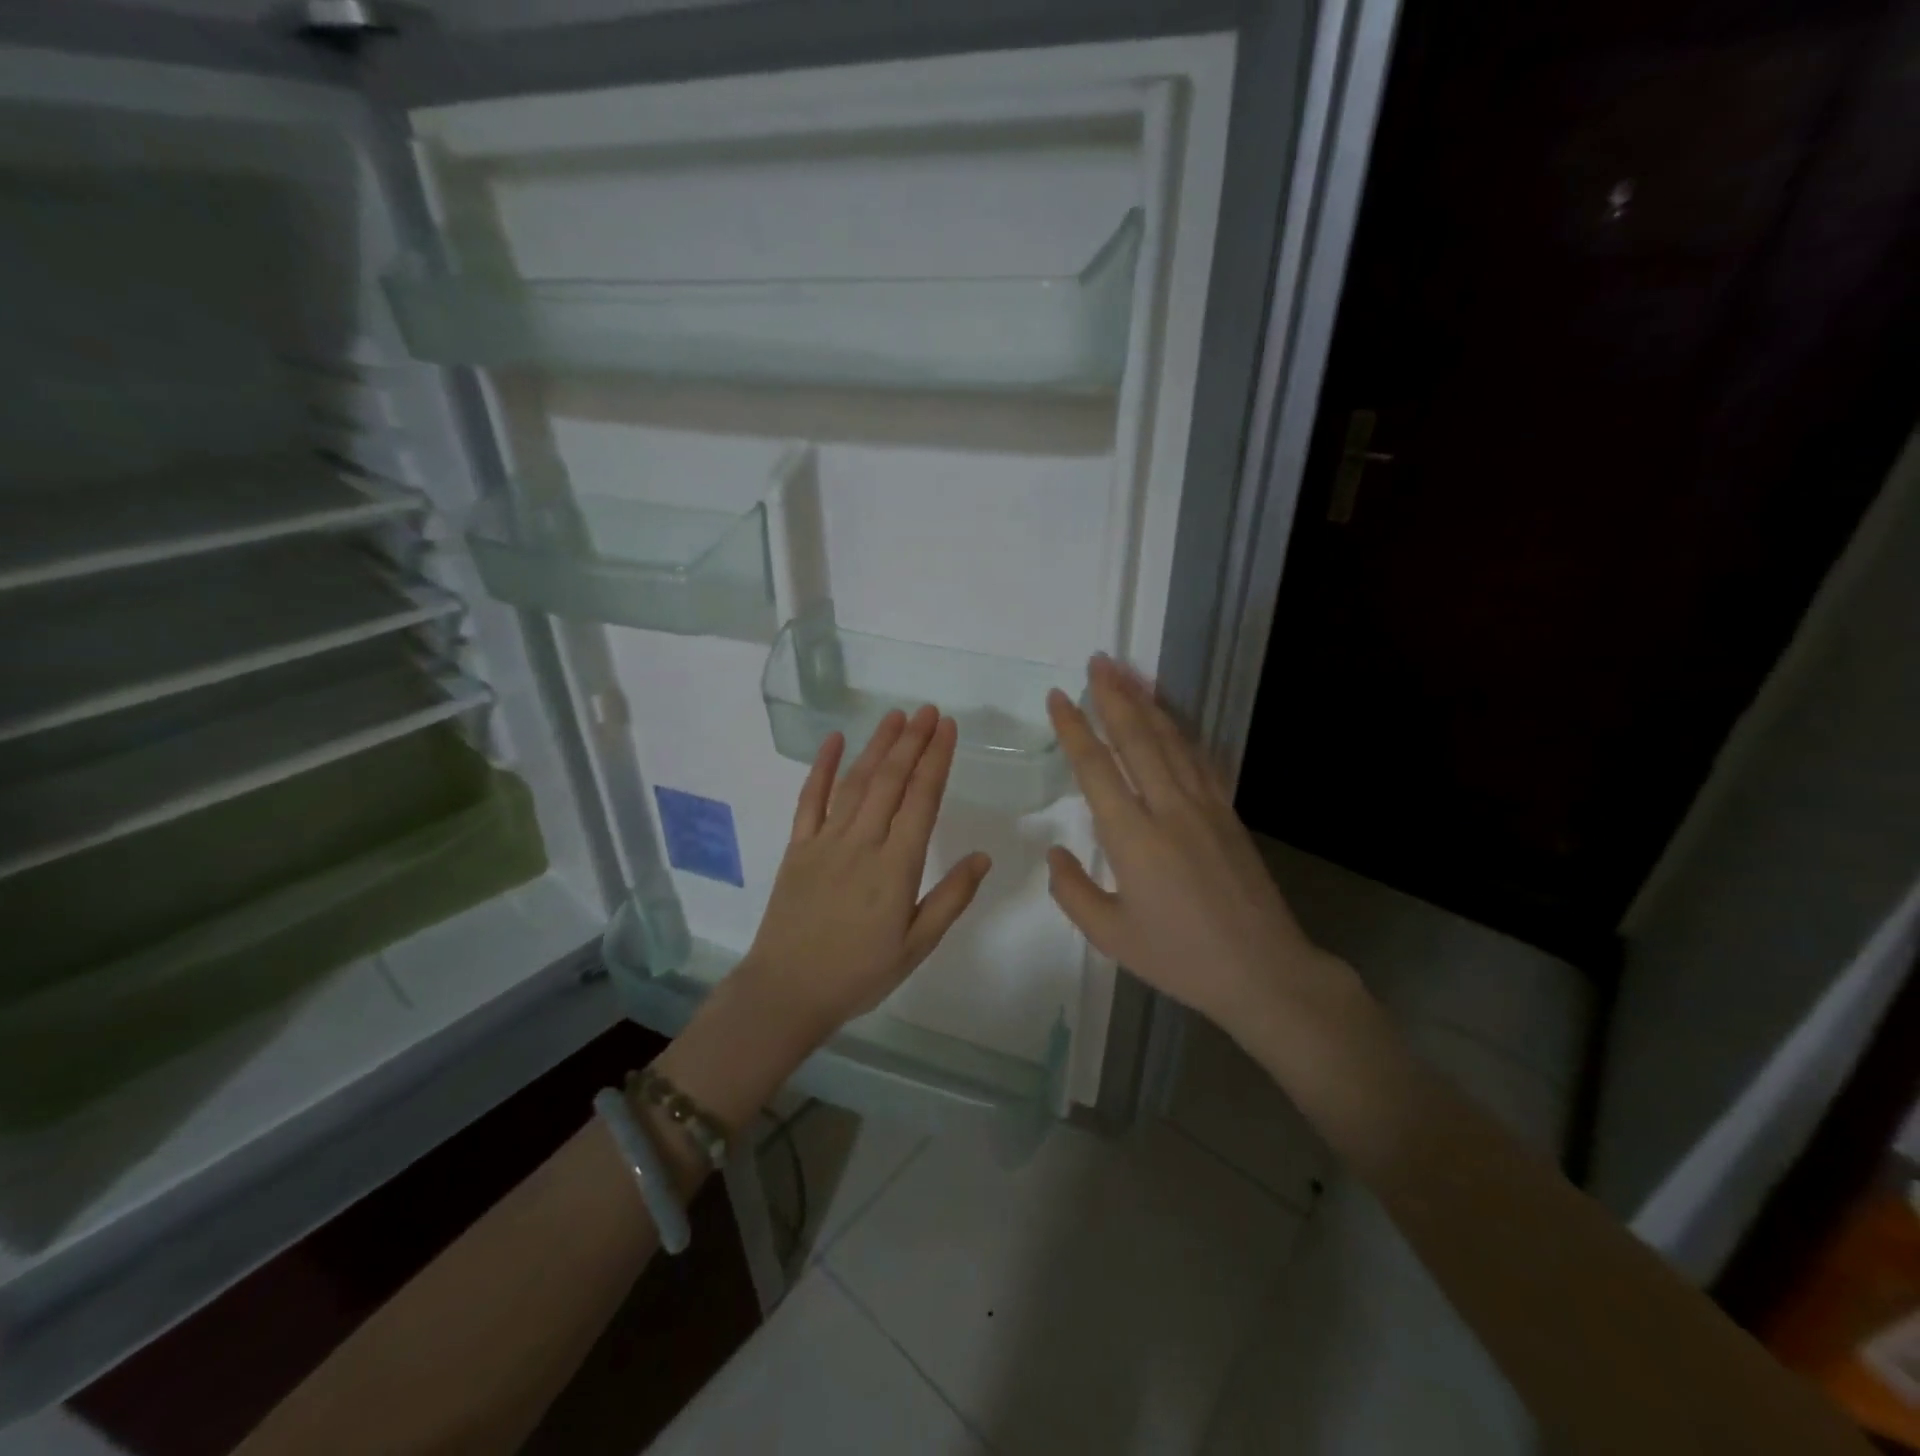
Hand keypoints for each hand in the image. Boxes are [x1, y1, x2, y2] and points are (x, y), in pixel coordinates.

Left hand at [739, 705, 991, 1036]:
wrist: (787, 991)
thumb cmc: (859, 973)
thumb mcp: (916, 946)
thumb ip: (951, 899)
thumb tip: (983, 856)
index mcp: (896, 867)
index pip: (921, 800)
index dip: (936, 760)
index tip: (947, 728)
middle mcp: (862, 843)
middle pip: (890, 781)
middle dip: (912, 742)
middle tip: (928, 711)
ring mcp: (825, 841)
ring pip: (856, 782)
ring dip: (877, 746)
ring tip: (895, 716)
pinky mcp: (798, 847)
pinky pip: (810, 799)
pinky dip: (821, 767)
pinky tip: (834, 740)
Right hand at [1044, 656, 1356, 1034]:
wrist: (1263, 971)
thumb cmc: (1180, 957)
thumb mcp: (1110, 935)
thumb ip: (1072, 890)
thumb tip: (1056, 851)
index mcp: (1132, 838)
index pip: (1096, 767)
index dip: (1074, 728)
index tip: (1059, 696)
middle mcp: (1169, 809)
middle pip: (1137, 738)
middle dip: (1114, 695)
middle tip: (1097, 660)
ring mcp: (1205, 806)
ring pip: (1171, 740)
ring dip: (1147, 702)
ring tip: (1128, 672)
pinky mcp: (1228, 812)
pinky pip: (1199, 759)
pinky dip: (1180, 730)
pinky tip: (1170, 717)